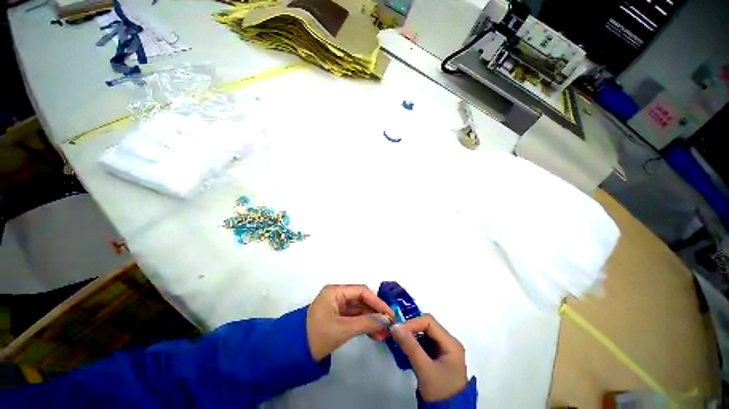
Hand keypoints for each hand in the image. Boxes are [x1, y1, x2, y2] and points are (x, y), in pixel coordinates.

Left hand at [306, 284, 393, 361]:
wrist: (296, 350)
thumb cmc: (319, 335)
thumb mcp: (344, 329)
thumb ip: (368, 322)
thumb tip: (388, 320)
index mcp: (334, 292)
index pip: (362, 292)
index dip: (378, 303)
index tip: (391, 316)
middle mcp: (336, 297)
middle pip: (362, 301)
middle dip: (376, 314)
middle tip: (390, 327)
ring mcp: (335, 308)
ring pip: (360, 311)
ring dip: (372, 322)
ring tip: (384, 336)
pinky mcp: (336, 319)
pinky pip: (355, 319)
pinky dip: (365, 326)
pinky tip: (375, 336)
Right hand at [390, 314, 467, 401]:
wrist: (448, 407)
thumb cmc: (439, 388)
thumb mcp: (424, 368)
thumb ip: (411, 347)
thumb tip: (395, 327)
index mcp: (450, 343)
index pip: (430, 322)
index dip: (411, 323)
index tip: (394, 332)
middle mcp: (449, 343)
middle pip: (428, 327)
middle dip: (410, 329)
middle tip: (392, 336)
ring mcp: (443, 351)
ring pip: (425, 336)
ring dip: (410, 338)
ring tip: (395, 343)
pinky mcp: (437, 359)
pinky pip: (424, 346)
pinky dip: (413, 347)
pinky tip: (403, 352)